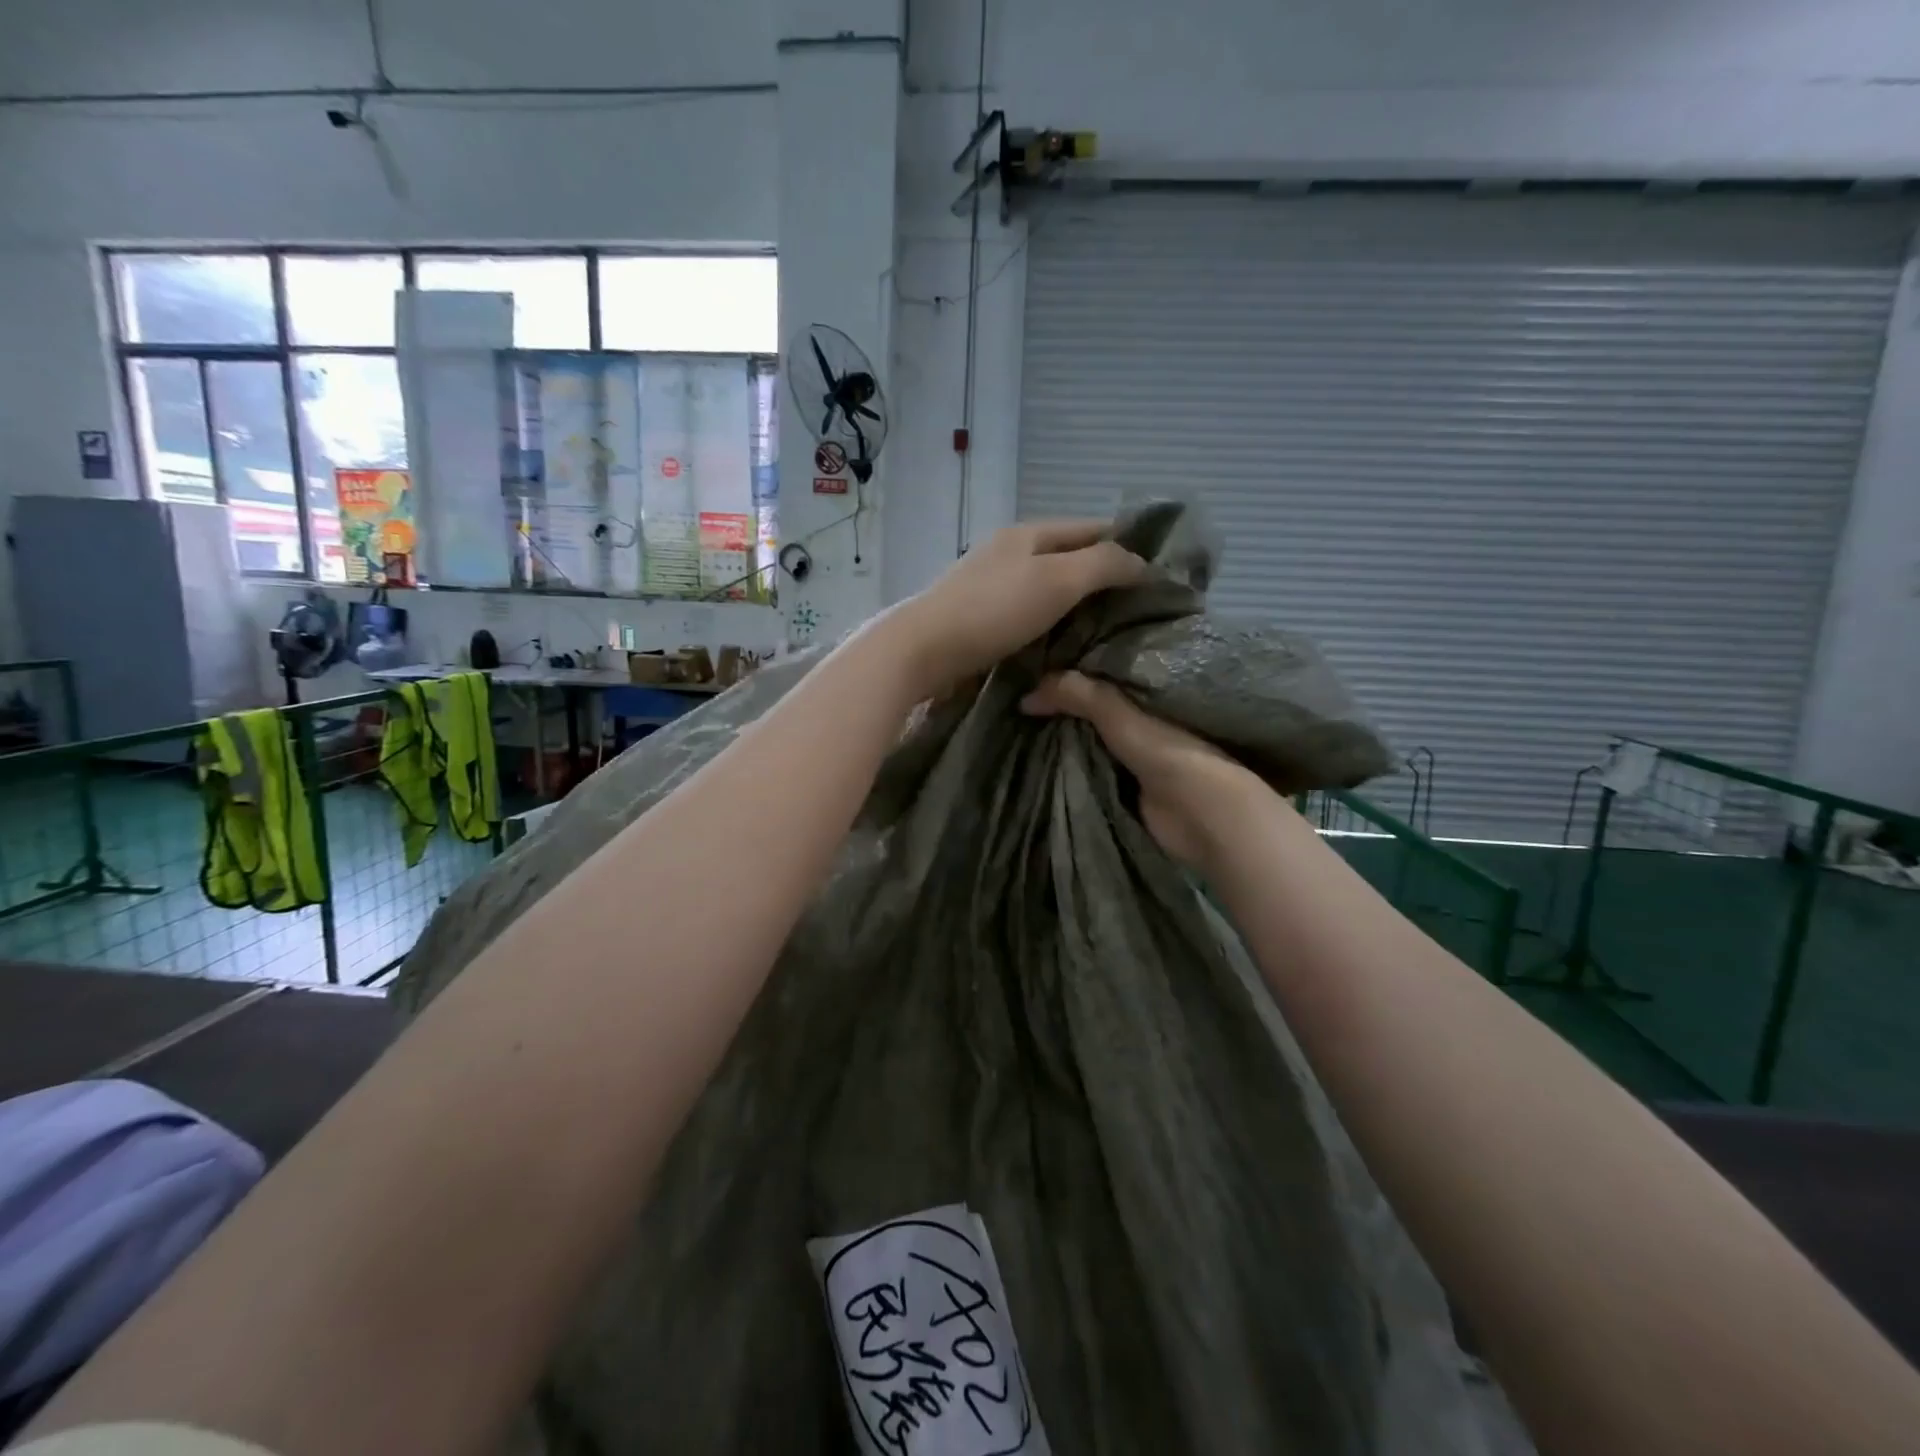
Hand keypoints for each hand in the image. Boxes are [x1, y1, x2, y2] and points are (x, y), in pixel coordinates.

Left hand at [884, 521, 1148, 698]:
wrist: (924, 650)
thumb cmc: (994, 610)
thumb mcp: (1058, 580)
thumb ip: (1103, 565)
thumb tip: (1142, 563)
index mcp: (1030, 533)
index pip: (1092, 528)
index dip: (1128, 545)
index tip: (1159, 575)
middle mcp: (1010, 551)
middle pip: (1069, 557)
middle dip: (1104, 577)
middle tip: (1139, 609)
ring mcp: (991, 584)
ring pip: (1048, 586)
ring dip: (1077, 604)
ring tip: (1111, 630)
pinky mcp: (979, 617)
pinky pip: (1028, 613)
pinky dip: (1051, 623)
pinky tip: (1065, 643)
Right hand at [1022, 670, 1260, 866]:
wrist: (1201, 816)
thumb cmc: (1169, 753)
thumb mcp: (1119, 715)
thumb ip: (1079, 695)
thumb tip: (1025, 695)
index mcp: (1149, 693)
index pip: (1102, 673)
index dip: (1071, 672)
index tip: (1033, 669)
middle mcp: (1141, 720)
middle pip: (1093, 709)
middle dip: (1062, 707)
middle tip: (1017, 701)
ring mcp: (1134, 755)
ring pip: (1089, 739)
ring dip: (1063, 738)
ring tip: (1020, 728)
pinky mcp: (1125, 787)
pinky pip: (1089, 769)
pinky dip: (1069, 765)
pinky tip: (1039, 759)